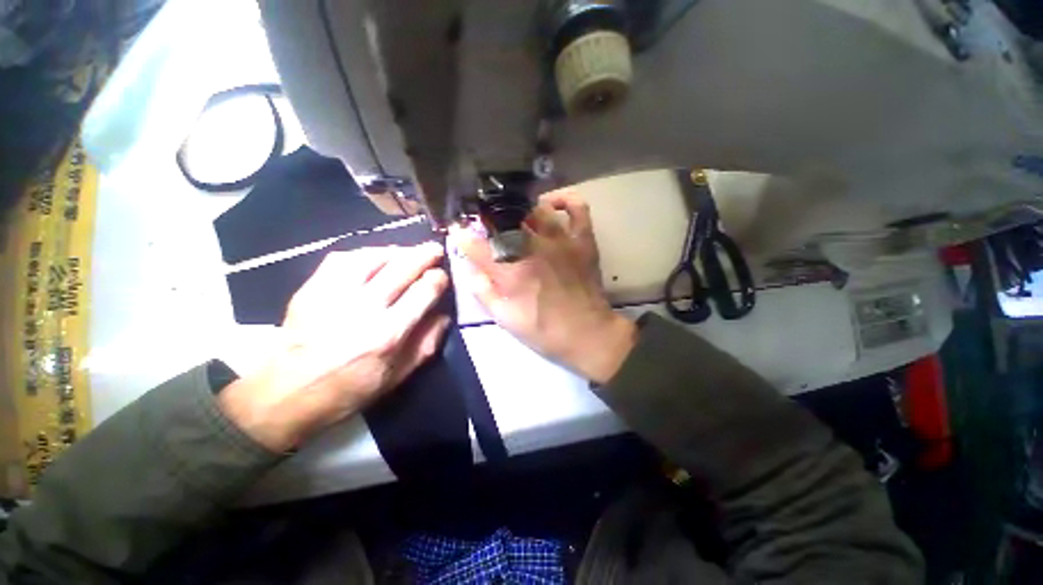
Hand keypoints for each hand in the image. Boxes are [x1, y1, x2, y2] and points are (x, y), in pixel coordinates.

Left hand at [219, 243, 449, 451]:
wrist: (287, 394)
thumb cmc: (350, 389)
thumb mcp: (398, 376)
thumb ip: (427, 344)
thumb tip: (444, 315)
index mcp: (389, 334)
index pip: (423, 292)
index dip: (438, 278)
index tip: (442, 276)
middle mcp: (364, 309)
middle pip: (402, 268)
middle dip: (424, 255)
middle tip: (435, 249)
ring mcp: (335, 295)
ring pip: (373, 257)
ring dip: (397, 250)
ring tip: (408, 251)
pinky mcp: (312, 289)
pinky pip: (342, 259)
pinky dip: (364, 252)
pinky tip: (375, 256)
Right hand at [452, 191, 635, 383]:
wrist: (588, 335)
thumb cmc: (544, 331)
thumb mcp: (505, 320)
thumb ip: (483, 292)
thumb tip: (469, 268)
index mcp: (510, 272)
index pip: (475, 246)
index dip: (462, 237)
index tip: (458, 233)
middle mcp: (532, 249)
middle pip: (503, 220)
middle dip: (489, 218)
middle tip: (487, 224)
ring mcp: (560, 240)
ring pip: (535, 209)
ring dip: (520, 209)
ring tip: (515, 216)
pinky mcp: (582, 239)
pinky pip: (576, 207)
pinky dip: (564, 199)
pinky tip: (550, 204)